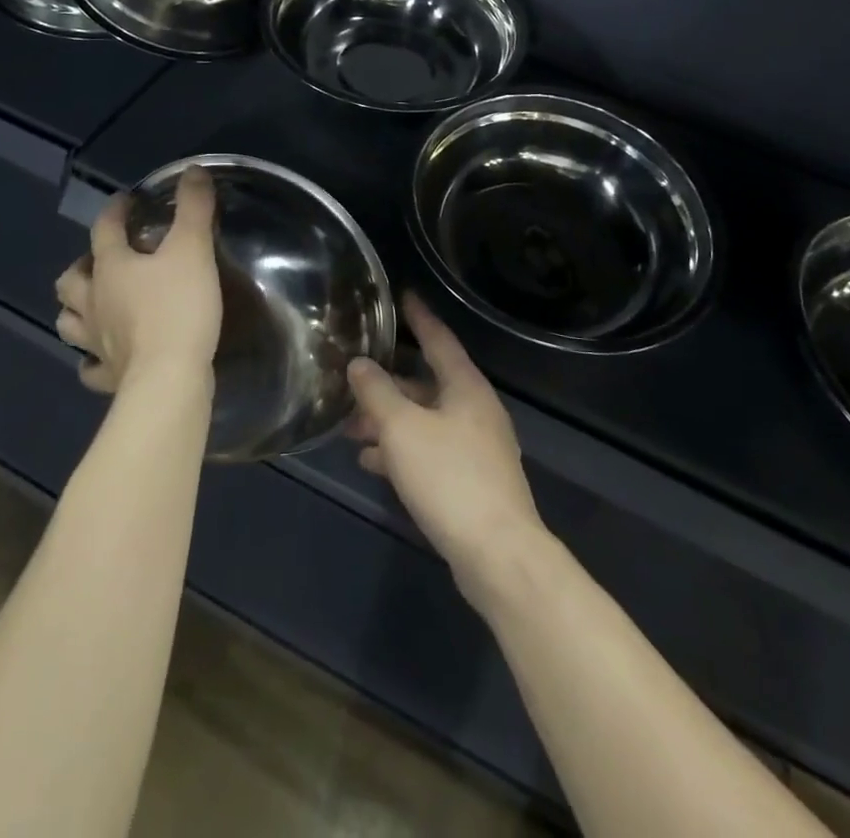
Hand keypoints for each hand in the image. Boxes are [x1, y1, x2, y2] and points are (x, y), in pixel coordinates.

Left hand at [54, 167, 221, 396]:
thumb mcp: (193, 249)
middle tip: (102, 260)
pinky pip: (91, 368)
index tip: (126, 201)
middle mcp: (95, 302)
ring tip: (95, 304)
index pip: (104, 229)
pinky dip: (93, 360)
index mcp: (112, 268)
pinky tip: (104, 357)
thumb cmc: (179, 307)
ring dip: (77, 310)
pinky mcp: (109, 376)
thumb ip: (194, 208)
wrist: (170, 378)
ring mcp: (97, 342)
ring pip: (70, 322)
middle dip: (82, 266)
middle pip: (71, 280)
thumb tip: (194, 170)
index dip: (114, 212)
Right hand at [347, 293, 546, 606]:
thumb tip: (359, 364)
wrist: (497, 553)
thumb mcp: (402, 429)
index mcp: (466, 386)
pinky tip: (373, 462)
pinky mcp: (472, 479)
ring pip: (426, 420)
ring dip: (390, 421)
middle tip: (353, 380)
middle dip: (388, 384)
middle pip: (428, 383)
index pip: (439, 338)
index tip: (403, 296)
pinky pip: (431, 450)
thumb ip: (377, 393)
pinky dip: (403, 450)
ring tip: (351, 429)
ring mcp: (477, 446)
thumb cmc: (449, 477)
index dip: (419, 317)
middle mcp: (475, 409)